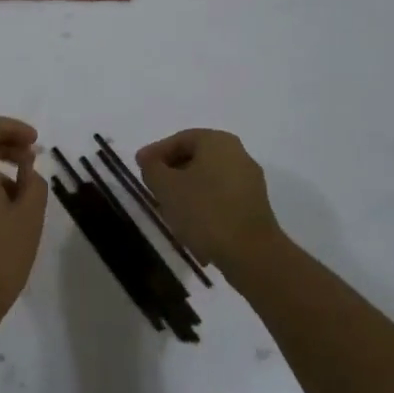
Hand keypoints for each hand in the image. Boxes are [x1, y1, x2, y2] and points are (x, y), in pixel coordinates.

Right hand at [135, 129, 290, 282]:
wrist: (250, 253)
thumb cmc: (204, 211)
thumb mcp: (166, 187)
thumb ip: (152, 168)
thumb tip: (150, 161)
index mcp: (217, 141)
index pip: (180, 139)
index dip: (156, 152)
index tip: (139, 167)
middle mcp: (238, 154)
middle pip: (196, 157)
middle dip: (171, 171)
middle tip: (151, 186)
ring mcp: (250, 181)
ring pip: (208, 178)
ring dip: (186, 189)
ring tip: (167, 207)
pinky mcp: (254, 205)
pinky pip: (221, 196)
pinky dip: (202, 203)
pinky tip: (189, 222)